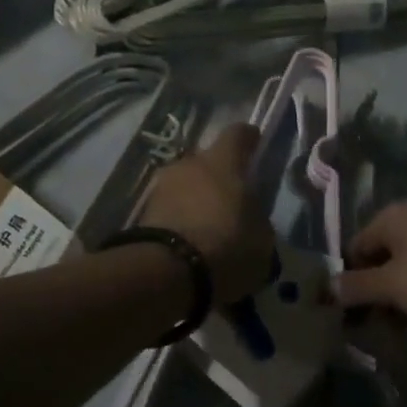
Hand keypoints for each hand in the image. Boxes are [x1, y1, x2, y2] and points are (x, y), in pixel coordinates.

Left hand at [139, 124, 273, 304]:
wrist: (167, 272)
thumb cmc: (226, 245)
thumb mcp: (262, 238)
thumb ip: (256, 217)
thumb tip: (250, 215)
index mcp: (222, 162)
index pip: (237, 134)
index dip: (248, 139)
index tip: (255, 144)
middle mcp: (189, 164)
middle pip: (207, 160)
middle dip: (219, 174)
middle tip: (231, 197)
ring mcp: (162, 186)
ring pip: (186, 184)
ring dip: (196, 197)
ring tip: (208, 223)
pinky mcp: (144, 212)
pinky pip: (171, 207)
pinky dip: (180, 217)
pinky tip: (190, 239)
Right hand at [338, 201, 406, 333]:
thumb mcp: (395, 285)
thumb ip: (358, 287)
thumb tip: (327, 286)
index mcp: (394, 218)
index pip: (355, 248)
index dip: (348, 281)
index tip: (346, 318)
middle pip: (382, 261)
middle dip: (376, 297)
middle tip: (372, 334)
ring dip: (401, 305)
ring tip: (400, 338)